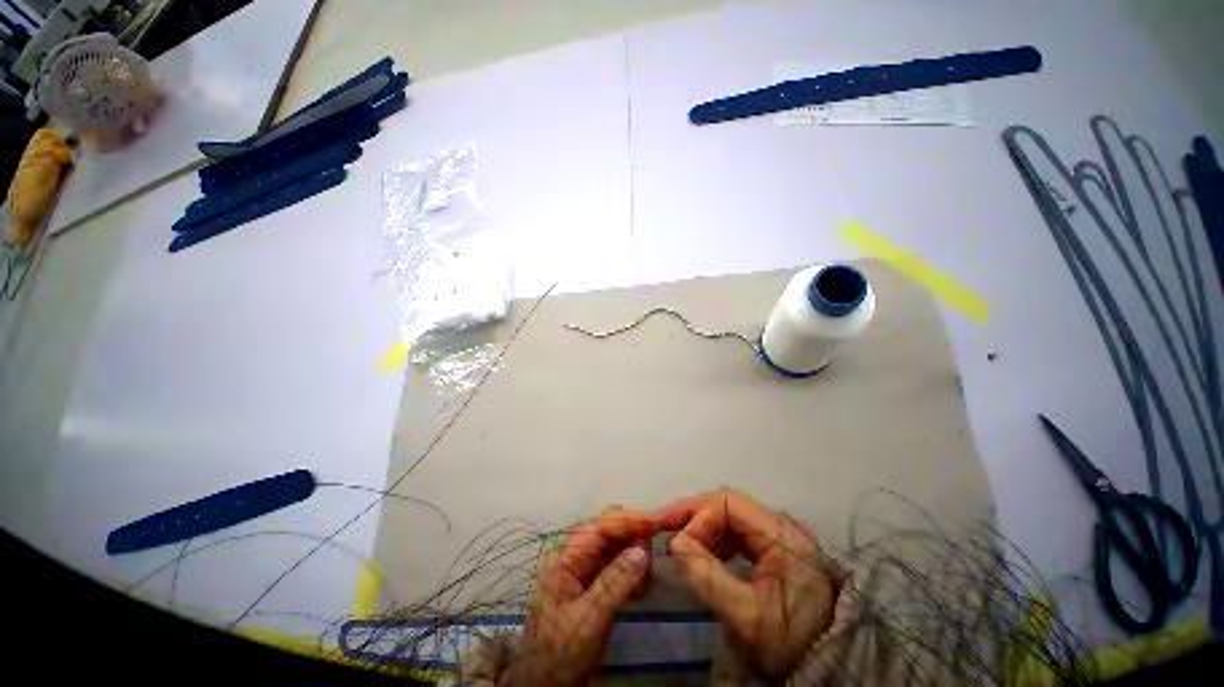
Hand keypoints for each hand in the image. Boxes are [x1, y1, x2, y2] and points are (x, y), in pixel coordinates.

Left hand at [508, 507, 658, 686]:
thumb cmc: (559, 654)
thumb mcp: (588, 620)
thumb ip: (614, 584)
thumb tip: (643, 550)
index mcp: (567, 558)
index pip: (600, 527)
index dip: (628, 521)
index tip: (657, 522)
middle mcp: (577, 558)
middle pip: (611, 533)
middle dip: (634, 538)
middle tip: (652, 558)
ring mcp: (588, 572)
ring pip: (619, 549)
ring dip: (636, 558)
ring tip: (646, 583)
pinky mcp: (598, 587)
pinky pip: (621, 569)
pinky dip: (635, 575)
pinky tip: (642, 592)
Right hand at [659, 489, 835, 679]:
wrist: (827, 666)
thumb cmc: (791, 642)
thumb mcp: (747, 616)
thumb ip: (708, 577)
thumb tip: (675, 544)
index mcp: (779, 534)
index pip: (728, 504)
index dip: (699, 517)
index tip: (678, 543)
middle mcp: (777, 526)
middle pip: (727, 504)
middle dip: (693, 513)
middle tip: (662, 524)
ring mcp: (775, 537)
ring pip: (729, 516)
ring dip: (701, 524)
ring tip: (678, 539)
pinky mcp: (771, 550)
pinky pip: (735, 532)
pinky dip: (713, 538)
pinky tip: (701, 552)